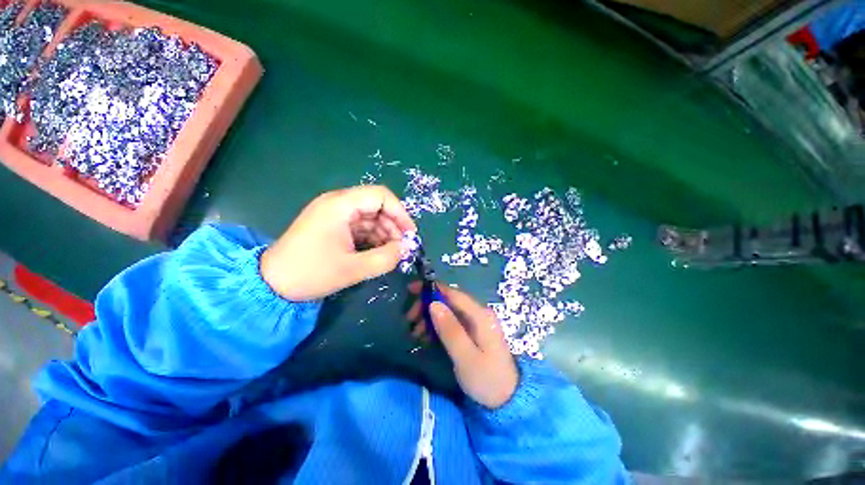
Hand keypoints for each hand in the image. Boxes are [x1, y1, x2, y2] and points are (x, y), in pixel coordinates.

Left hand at [261, 185, 416, 300]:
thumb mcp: (353, 268)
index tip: (410, 234)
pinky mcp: (333, 225)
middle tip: (401, 248)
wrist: (271, 283)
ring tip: (390, 253)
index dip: (400, 213)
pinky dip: (372, 237)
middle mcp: (338, 203)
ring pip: (370, 217)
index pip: (381, 196)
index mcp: (340, 205)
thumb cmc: (310, 273)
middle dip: (393, 226)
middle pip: (377, 206)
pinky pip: (360, 226)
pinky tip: (377, 252)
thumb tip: (406, 249)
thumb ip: (385, 258)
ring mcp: (334, 214)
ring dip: (384, 233)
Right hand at [408, 283, 517, 408]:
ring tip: (415, 332)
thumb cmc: (487, 379)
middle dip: (427, 305)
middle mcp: (477, 313)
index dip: (431, 288)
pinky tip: (425, 337)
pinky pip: (450, 322)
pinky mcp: (471, 332)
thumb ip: (450, 330)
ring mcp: (475, 322)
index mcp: (479, 315)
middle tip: (410, 318)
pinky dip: (435, 326)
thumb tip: (433, 304)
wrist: (508, 398)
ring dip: (429, 317)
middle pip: (448, 300)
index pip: (453, 293)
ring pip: (447, 311)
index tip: (411, 289)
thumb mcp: (466, 357)